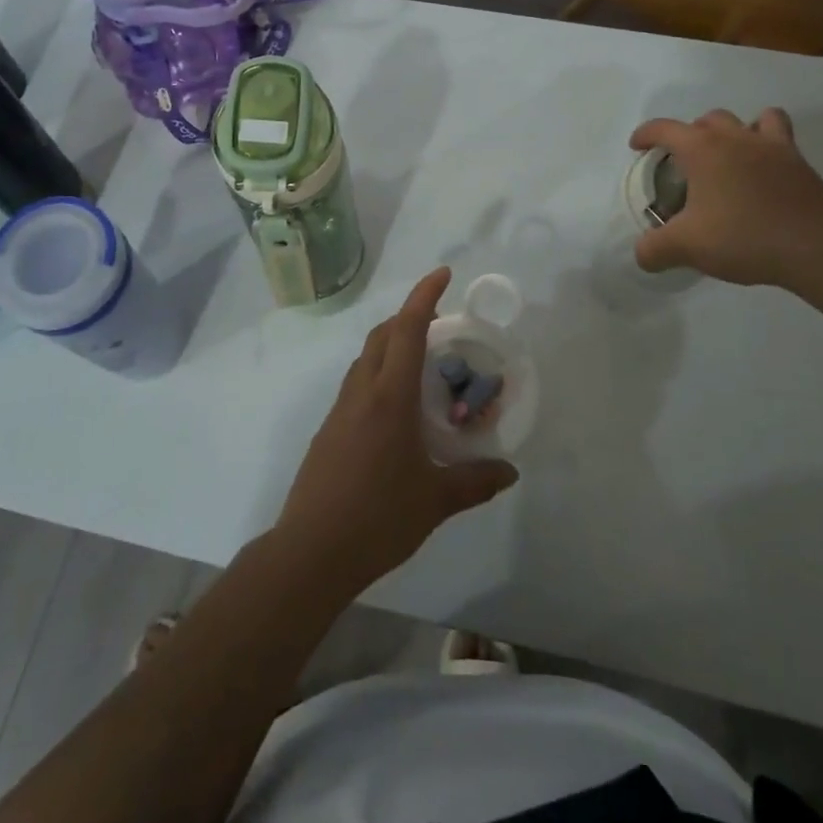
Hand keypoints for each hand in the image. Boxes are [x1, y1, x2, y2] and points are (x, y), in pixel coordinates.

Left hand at [275, 268, 518, 594]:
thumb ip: (474, 481)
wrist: (311, 549)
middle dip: (409, 316)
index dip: (424, 296)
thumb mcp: (434, 501)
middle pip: (382, 335)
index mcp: (389, 397)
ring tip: (422, 360)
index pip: (408, 330)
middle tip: (440, 321)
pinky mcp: (329, 429)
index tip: (442, 273)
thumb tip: (510, 471)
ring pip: (366, 358)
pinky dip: (379, 372)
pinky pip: (357, 383)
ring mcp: (340, 409)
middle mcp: (362, 392)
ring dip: (391, 343)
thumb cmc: (377, 518)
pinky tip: (396, 405)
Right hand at [629, 108, 822, 287]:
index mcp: (702, 150)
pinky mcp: (799, 162)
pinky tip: (762, 167)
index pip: (664, 129)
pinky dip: (767, 142)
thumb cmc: (743, 237)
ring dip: (733, 132)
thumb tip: (642, 255)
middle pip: (706, 120)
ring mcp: (772, 146)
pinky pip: (780, 135)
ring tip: (728, 157)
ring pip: (748, 119)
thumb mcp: (686, 247)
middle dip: (690, 136)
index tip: (637, 148)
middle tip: (684, 165)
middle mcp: (736, 138)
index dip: (645, 135)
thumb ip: (654, 249)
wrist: (816, 248)